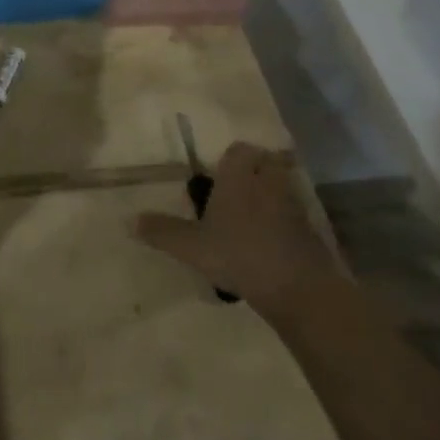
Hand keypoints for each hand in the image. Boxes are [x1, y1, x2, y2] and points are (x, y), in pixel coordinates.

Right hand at [133, 142, 341, 318]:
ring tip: (251, 217)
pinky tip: (269, 243)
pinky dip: (284, 221)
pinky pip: (295, 215)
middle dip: (254, 171)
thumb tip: (128, 220)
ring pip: (281, 187)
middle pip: (266, 162)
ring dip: (270, 194)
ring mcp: (294, 206)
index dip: (230, 157)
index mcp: (238, 177)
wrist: (300, 289)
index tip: (218, 174)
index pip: (239, 150)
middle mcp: (268, 183)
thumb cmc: (239, 255)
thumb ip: (161, 231)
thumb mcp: (191, 247)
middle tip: (235, 190)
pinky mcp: (311, 231)